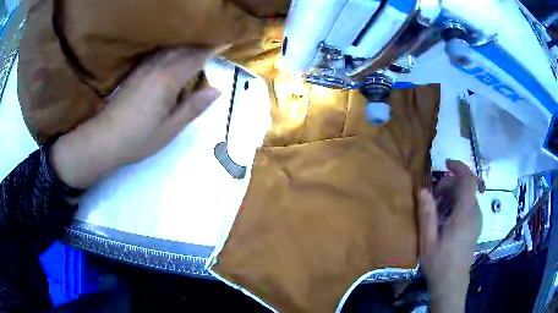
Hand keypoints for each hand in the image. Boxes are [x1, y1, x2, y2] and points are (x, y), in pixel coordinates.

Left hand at [51, 48, 220, 188]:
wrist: (106, 137)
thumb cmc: (139, 138)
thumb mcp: (170, 129)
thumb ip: (193, 107)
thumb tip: (217, 90)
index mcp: (169, 80)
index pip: (196, 58)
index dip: (213, 49)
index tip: (228, 42)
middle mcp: (157, 67)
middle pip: (184, 48)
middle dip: (202, 43)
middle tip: (217, 42)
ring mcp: (145, 67)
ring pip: (171, 48)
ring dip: (187, 44)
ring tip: (200, 44)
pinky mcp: (136, 70)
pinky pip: (158, 52)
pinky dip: (172, 48)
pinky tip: (174, 52)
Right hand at [418, 160, 481, 312]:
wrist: (452, 284)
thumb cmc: (439, 264)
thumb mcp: (428, 241)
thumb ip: (427, 214)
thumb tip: (423, 190)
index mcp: (465, 215)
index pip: (468, 180)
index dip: (459, 167)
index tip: (445, 164)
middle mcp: (475, 214)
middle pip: (466, 187)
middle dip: (450, 184)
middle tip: (433, 195)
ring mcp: (477, 221)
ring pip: (468, 197)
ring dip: (453, 195)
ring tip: (437, 208)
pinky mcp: (476, 227)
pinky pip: (469, 206)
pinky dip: (458, 204)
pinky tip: (446, 218)